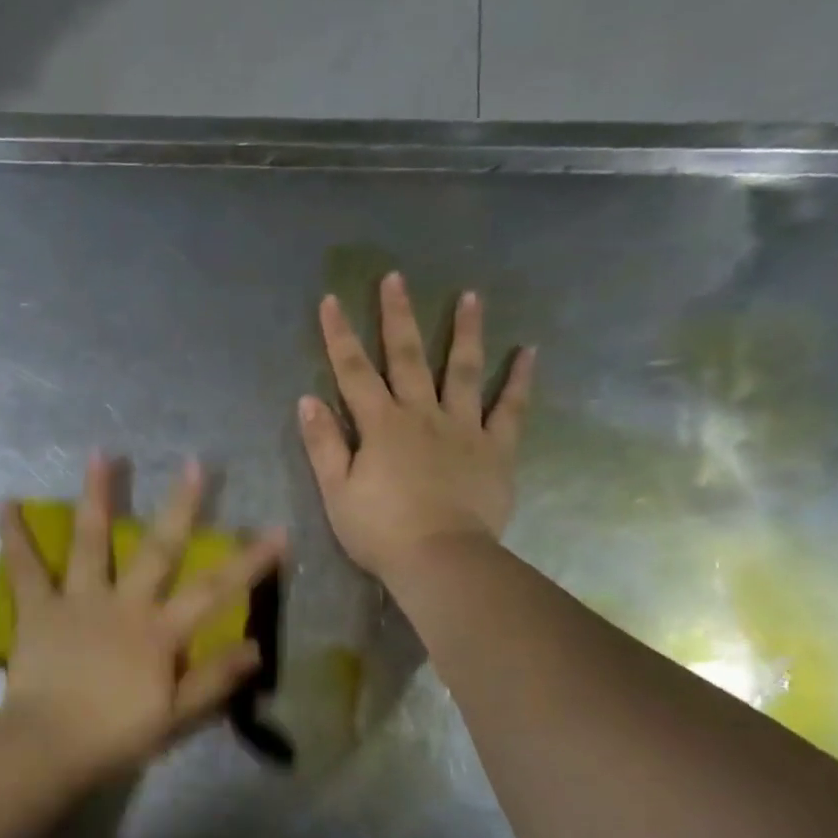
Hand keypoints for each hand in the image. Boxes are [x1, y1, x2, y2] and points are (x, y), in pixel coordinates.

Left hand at [0, 453, 285, 784]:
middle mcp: (123, 604)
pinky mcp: (39, 608)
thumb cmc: (115, 737)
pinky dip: (14, 537)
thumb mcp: (176, 717)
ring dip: (97, 497)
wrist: (49, 747)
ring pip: (91, 542)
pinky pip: (25, 568)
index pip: (215, 591)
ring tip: (99, 455)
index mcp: (159, 632)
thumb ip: (214, 680)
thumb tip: (257, 648)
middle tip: (194, 464)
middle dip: (180, 507)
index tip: (278, 530)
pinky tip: (4, 503)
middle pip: (157, 549)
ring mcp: (79, 601)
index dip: (249, 561)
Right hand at [297, 272, 534, 584]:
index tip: (330, 300)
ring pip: (462, 370)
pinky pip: (510, 408)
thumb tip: (308, 400)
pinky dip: (518, 379)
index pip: (353, 372)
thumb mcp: (336, 491)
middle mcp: (421, 415)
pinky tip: (528, 352)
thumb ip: (323, 444)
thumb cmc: (379, 531)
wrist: (440, 559)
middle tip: (396, 278)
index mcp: (380, 425)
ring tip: (471, 296)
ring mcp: (463, 428)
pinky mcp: (496, 449)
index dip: (339, 336)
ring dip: (464, 332)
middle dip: (397, 316)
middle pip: (407, 357)